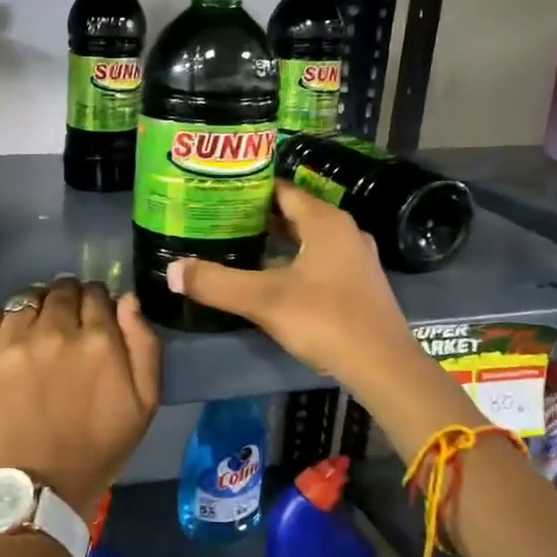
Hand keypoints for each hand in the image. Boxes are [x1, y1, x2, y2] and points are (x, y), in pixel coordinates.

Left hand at [0, 276, 162, 514]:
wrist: (36, 492)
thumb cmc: (97, 450)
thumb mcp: (144, 404)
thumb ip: (144, 345)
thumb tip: (126, 299)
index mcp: (97, 340)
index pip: (96, 293)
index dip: (97, 301)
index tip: (93, 317)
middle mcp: (53, 331)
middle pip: (60, 290)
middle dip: (67, 299)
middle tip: (66, 324)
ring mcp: (10, 343)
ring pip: (25, 299)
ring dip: (35, 308)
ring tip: (35, 331)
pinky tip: (6, 340)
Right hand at [166, 181, 421, 394]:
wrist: (384, 366)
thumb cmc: (325, 320)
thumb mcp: (264, 301)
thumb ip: (216, 283)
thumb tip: (172, 270)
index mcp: (324, 221)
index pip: (281, 190)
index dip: (248, 190)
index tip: (216, 195)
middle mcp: (343, 231)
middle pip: (293, 214)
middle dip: (256, 217)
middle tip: (217, 221)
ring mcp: (354, 259)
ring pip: (306, 239)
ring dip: (274, 242)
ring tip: (235, 247)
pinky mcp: (358, 285)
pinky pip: (318, 261)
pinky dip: (292, 262)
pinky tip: (268, 279)